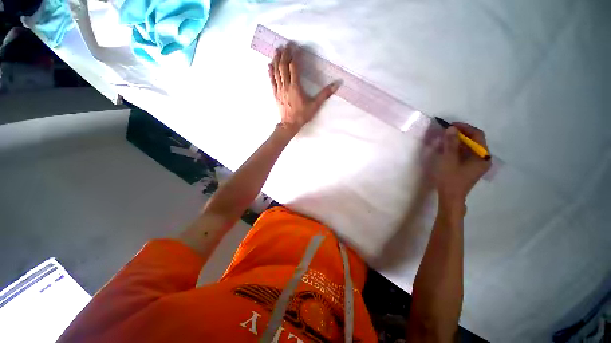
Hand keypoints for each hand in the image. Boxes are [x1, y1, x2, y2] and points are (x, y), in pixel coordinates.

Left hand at [268, 43, 339, 133]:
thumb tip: (337, 85)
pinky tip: (269, 65)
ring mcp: (279, 89)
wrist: (289, 125)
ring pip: (276, 72)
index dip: (295, 56)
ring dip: (276, 60)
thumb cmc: (302, 115)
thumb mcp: (315, 105)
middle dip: (285, 54)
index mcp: (295, 87)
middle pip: (283, 66)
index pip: (294, 67)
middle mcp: (286, 85)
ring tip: (277, 50)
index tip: (296, 48)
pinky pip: (272, 81)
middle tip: (286, 45)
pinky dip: (270, 72)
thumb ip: (325, 94)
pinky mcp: (275, 94)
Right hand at [436, 122, 490, 211]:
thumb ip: (451, 143)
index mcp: (482, 156)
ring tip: (446, 138)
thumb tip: (451, 128)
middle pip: (475, 140)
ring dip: (459, 141)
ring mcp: (478, 163)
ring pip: (470, 147)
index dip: (465, 128)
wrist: (451, 197)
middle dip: (461, 134)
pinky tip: (449, 148)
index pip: (477, 135)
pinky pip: (467, 153)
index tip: (451, 125)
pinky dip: (458, 148)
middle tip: (447, 131)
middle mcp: (484, 158)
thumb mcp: (449, 160)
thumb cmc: (451, 179)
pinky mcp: (472, 167)